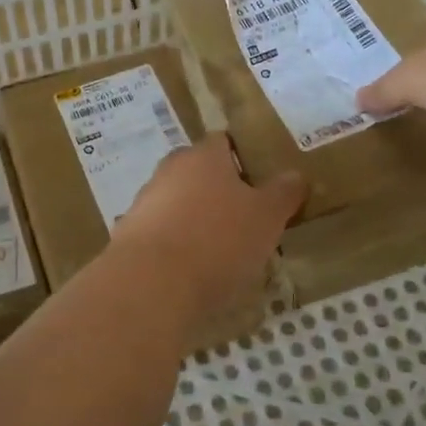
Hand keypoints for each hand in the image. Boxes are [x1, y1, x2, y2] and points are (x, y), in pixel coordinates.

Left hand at [112, 135, 305, 324]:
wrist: (151, 283)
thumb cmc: (218, 239)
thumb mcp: (266, 217)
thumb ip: (283, 193)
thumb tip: (296, 175)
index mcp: (203, 156)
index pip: (224, 142)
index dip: (244, 158)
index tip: (261, 183)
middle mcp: (170, 170)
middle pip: (199, 173)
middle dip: (220, 192)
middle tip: (247, 219)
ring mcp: (145, 202)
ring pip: (179, 203)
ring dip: (197, 220)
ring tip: (222, 251)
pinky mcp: (129, 235)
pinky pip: (162, 234)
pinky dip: (177, 246)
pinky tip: (192, 271)